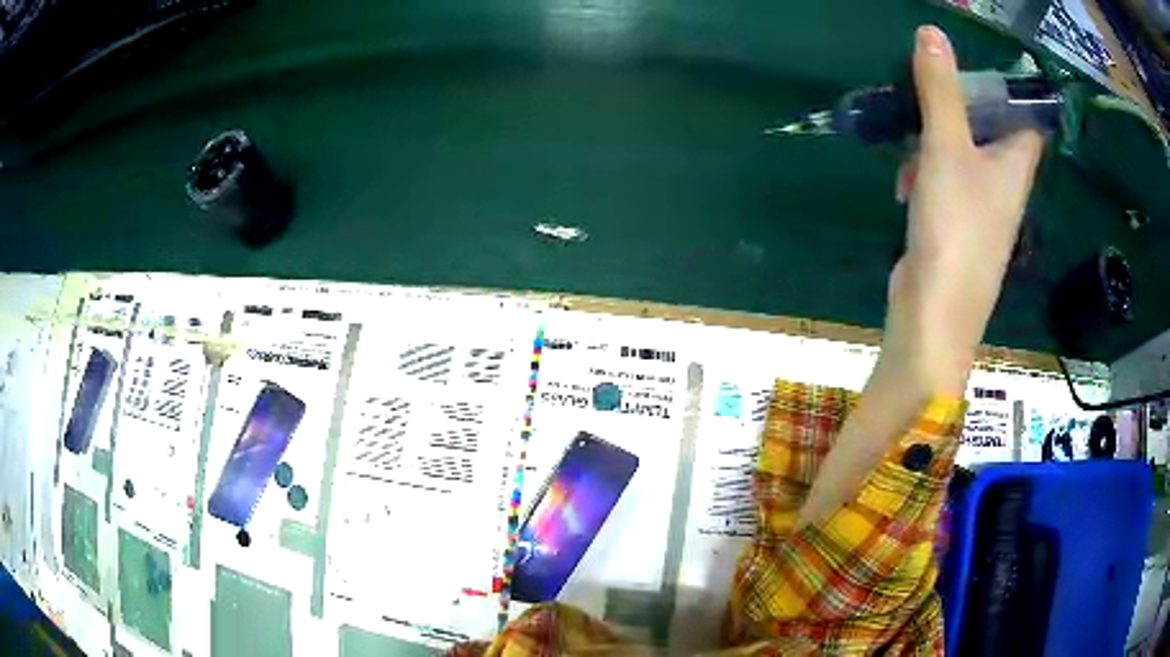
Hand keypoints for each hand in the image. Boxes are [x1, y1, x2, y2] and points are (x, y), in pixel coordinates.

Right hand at [885, 25, 1043, 394]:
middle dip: (957, 105)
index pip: (1027, 115)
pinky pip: (946, 179)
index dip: (1010, 88)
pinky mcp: (956, 224)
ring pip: (963, 151)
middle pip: (989, 126)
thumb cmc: (955, 229)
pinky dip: (926, 172)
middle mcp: (1005, 183)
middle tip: (926, 86)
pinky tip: (904, 184)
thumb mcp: (946, 148)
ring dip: (934, 138)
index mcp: (1016, 163)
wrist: (935, 314)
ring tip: (907, 141)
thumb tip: (931, 32)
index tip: (977, 65)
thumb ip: (940, 90)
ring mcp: (981, 206)